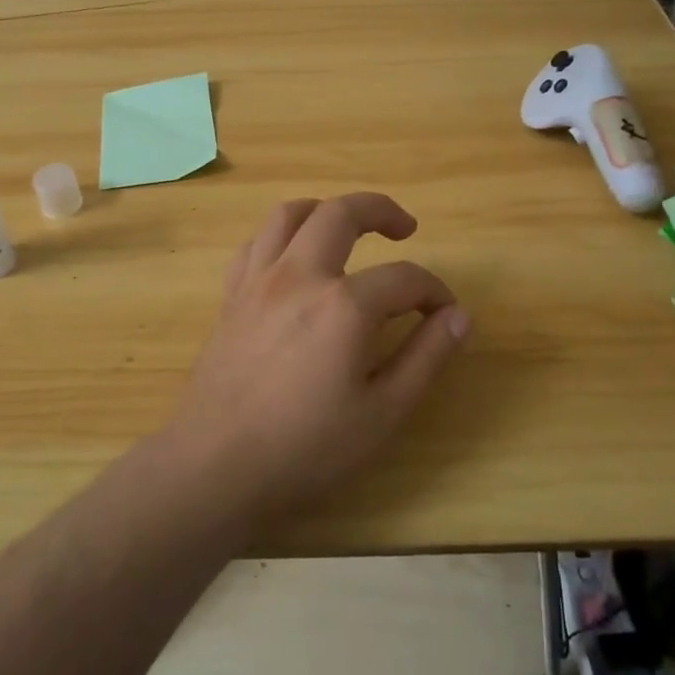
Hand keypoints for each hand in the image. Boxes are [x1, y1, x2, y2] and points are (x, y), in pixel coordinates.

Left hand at [169, 193, 470, 520]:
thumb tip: (458, 317)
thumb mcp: (383, 412)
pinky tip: (293, 259)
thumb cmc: (306, 448)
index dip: (433, 291)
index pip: (404, 278)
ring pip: (289, 214)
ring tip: (345, 227)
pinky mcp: (231, 296)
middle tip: (404, 227)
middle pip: (341, 213)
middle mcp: (299, 276)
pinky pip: (255, 244)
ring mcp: (258, 281)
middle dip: (380, 210)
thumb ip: (425, 357)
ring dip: (324, 210)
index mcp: (343, 305)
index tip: (443, 313)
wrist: (216, 465)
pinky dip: (280, 237)